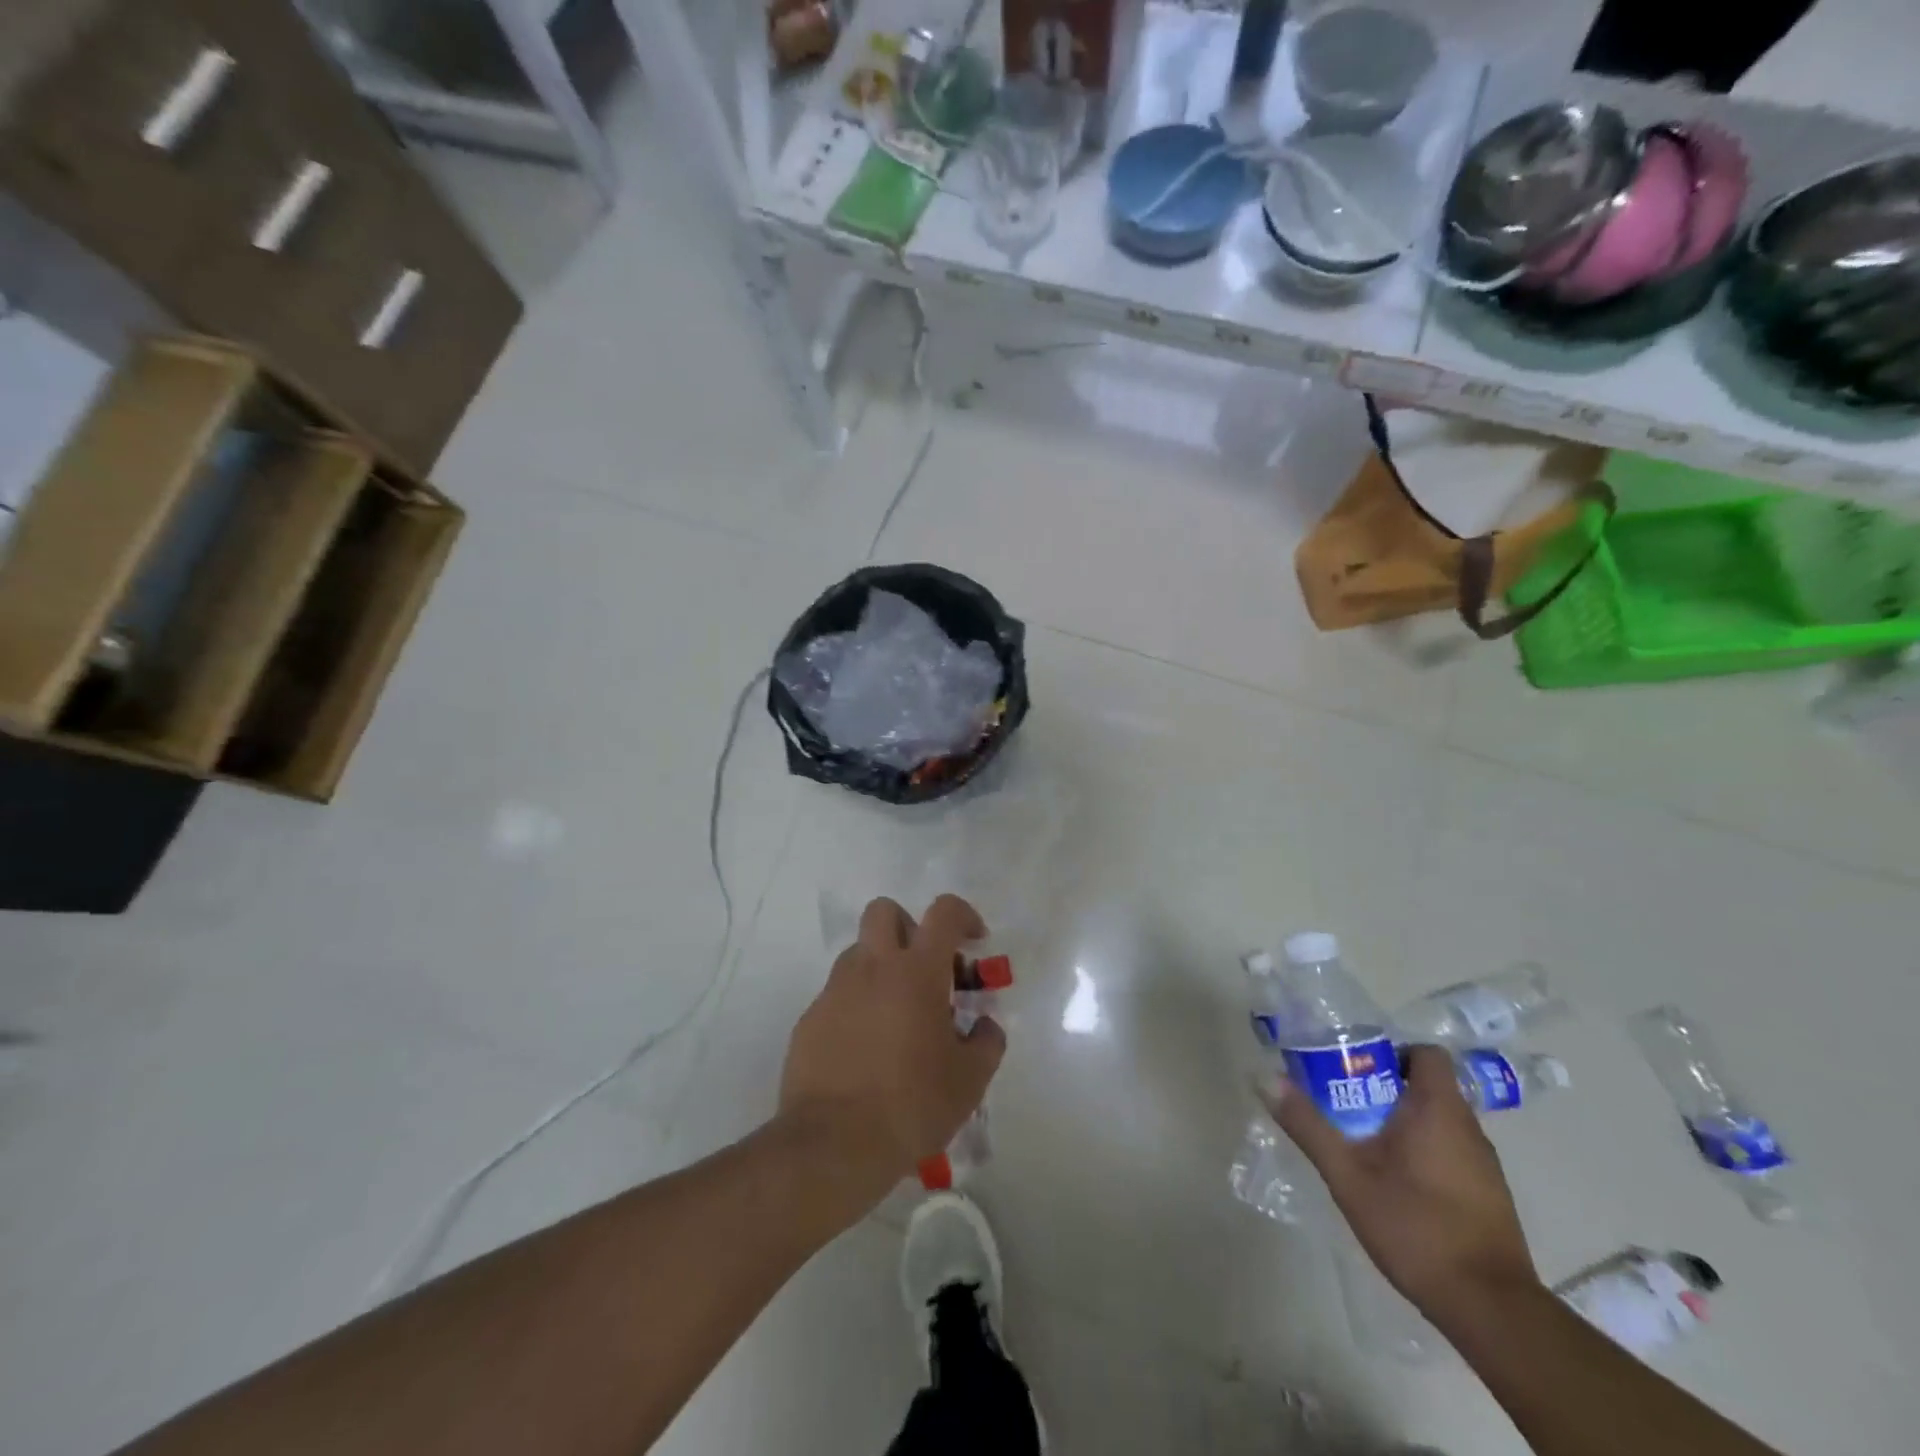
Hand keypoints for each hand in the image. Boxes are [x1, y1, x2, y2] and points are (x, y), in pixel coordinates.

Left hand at [778, 895, 1005, 1209]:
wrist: (834, 1145)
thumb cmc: (912, 1104)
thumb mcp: (970, 1080)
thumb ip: (986, 1042)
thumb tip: (985, 1026)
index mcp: (917, 971)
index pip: (944, 913)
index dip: (964, 916)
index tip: (974, 942)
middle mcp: (872, 967)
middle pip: (885, 911)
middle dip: (908, 927)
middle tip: (925, 969)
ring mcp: (835, 991)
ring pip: (859, 953)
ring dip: (881, 969)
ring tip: (898, 1018)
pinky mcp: (809, 1019)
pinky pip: (838, 995)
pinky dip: (857, 1007)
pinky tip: (867, 1051)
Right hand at [1261, 1045, 1537, 1317]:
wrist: (1491, 1310)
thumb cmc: (1416, 1227)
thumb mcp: (1347, 1175)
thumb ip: (1308, 1124)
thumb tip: (1265, 1078)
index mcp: (1438, 1109)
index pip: (1426, 1053)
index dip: (1391, 1052)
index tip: (1355, 1069)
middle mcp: (1468, 1127)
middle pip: (1426, 1085)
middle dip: (1384, 1088)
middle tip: (1343, 1104)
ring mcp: (1484, 1164)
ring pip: (1438, 1121)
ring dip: (1402, 1122)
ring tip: (1362, 1143)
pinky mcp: (1489, 1195)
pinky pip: (1450, 1151)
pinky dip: (1422, 1152)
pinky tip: (1395, 1183)